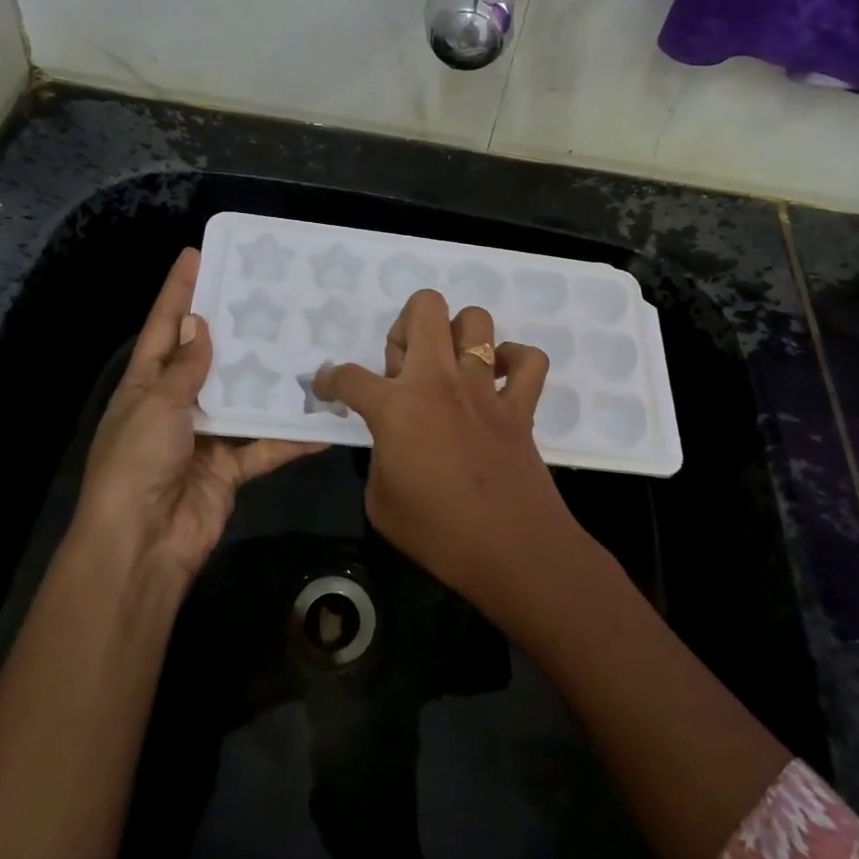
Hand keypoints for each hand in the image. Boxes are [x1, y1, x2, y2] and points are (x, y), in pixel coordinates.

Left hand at [73, 248, 318, 579]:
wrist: (142, 545)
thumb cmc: (137, 464)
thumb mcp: (157, 406)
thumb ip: (183, 368)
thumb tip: (197, 325)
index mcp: (146, 385)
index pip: (163, 327)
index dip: (178, 291)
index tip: (198, 254)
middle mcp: (176, 405)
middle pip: (209, 359)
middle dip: (235, 329)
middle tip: (270, 295)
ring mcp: (206, 437)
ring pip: (244, 399)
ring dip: (270, 381)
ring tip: (306, 345)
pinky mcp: (231, 468)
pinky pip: (265, 445)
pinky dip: (292, 437)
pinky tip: (324, 421)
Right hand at [313, 290, 571, 607]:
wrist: (511, 551)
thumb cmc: (436, 533)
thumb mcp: (380, 501)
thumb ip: (379, 456)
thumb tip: (392, 441)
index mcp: (396, 407)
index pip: (348, 376)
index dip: (330, 380)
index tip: (329, 387)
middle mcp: (439, 382)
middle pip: (424, 308)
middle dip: (404, 326)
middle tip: (403, 368)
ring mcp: (484, 388)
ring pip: (476, 320)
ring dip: (456, 335)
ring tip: (448, 369)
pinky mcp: (520, 405)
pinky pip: (528, 360)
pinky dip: (515, 361)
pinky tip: (498, 381)